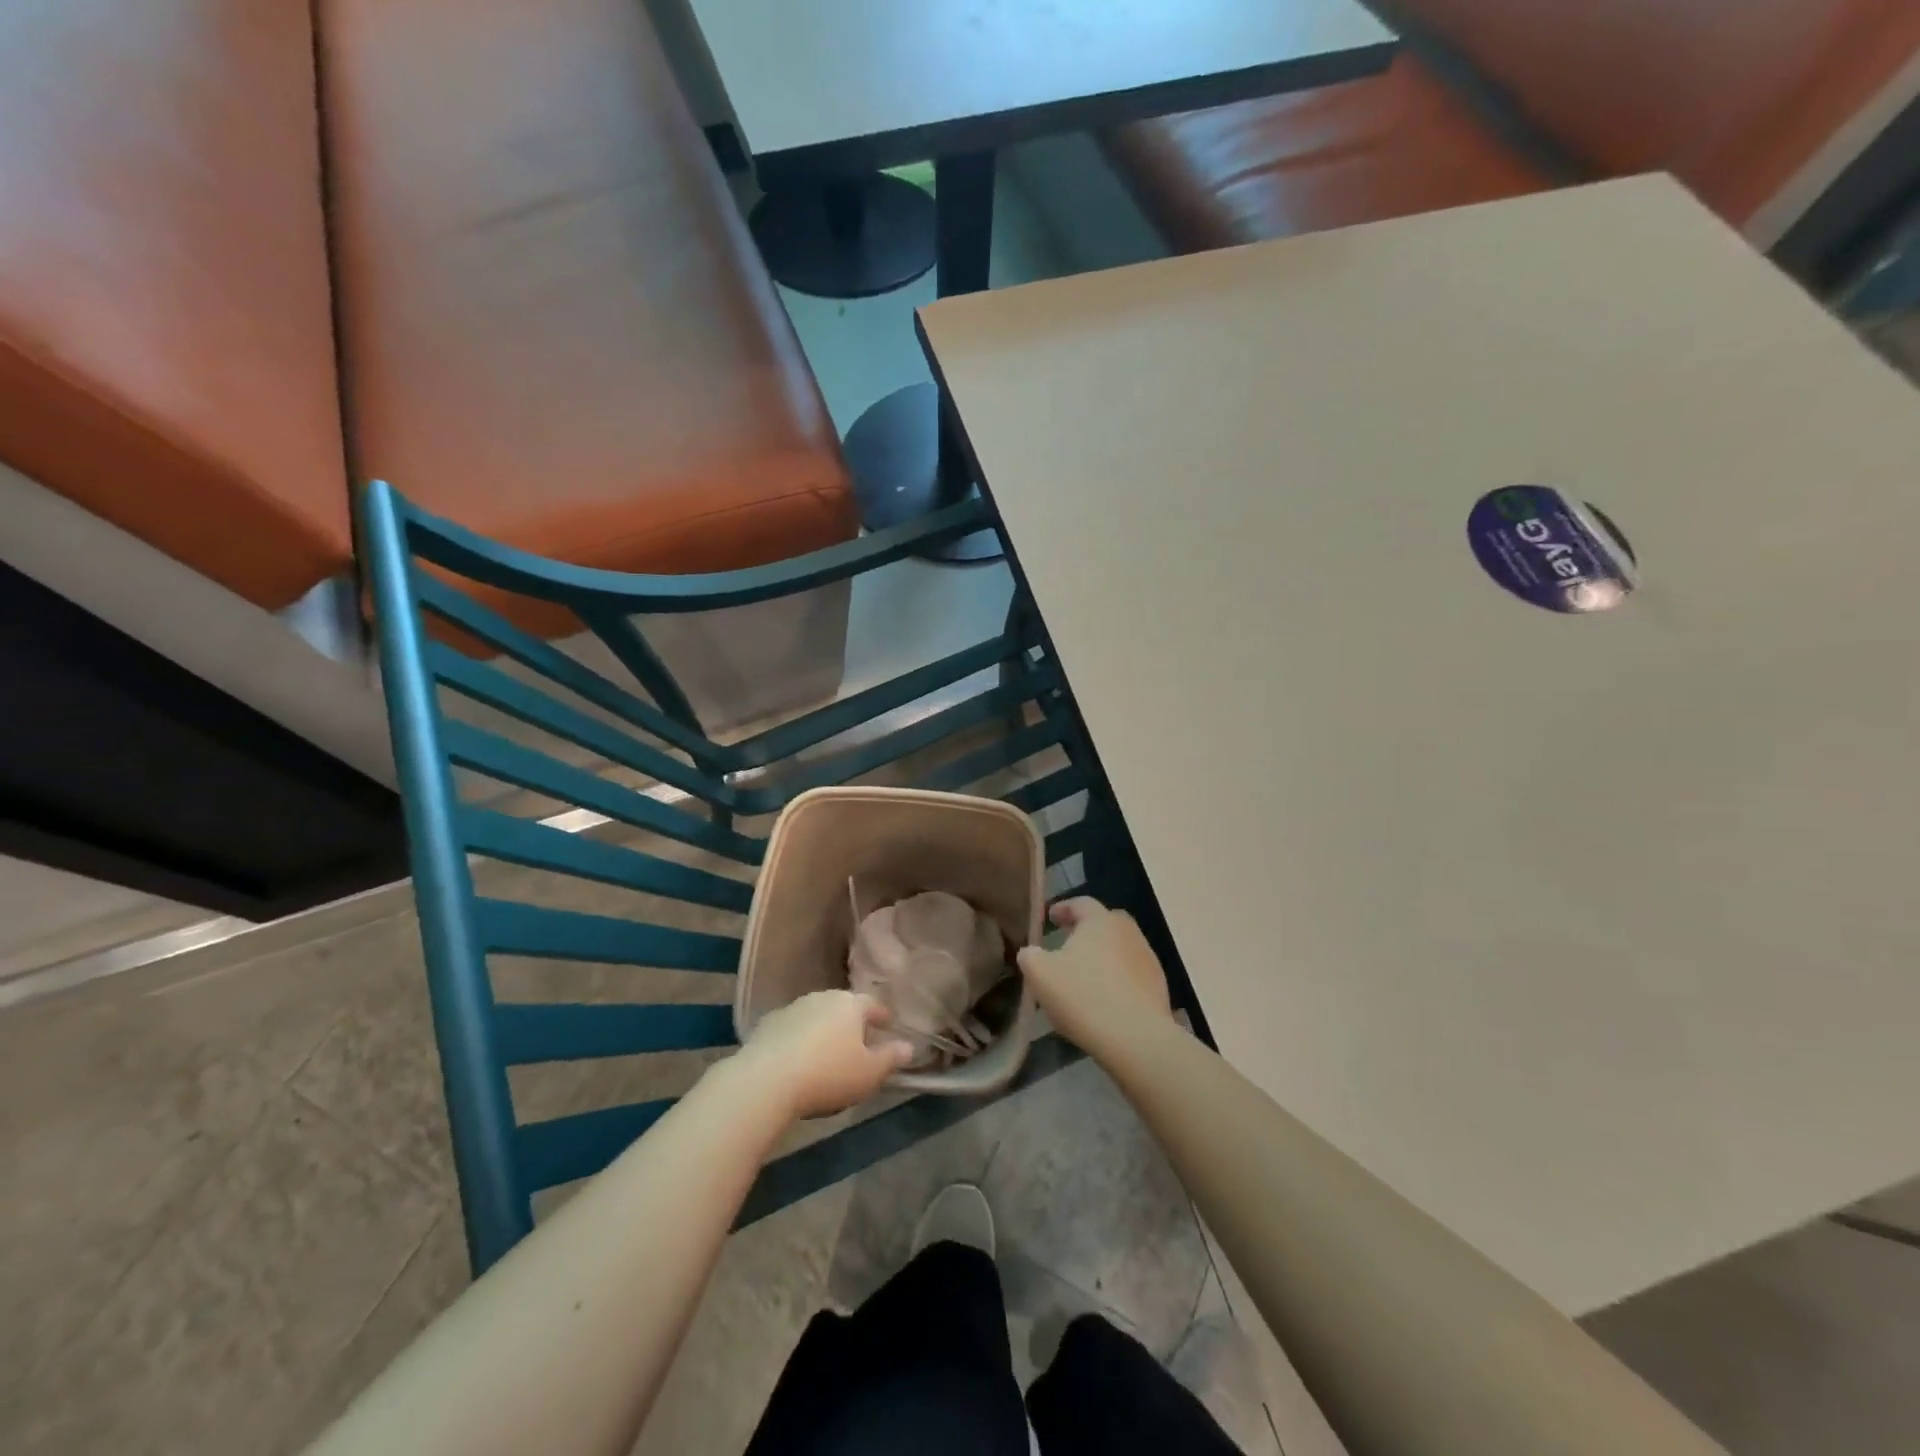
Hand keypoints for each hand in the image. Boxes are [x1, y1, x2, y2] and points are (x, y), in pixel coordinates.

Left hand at [736, 991, 914, 1119]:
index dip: (882, 1016)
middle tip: (858, 1042)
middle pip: (843, 1007)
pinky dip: (799, 1040)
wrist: (766, 1080)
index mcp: (850, 1004)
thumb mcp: (869, 1073)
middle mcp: (822, 998)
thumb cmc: (828, 1074)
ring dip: (823, 1030)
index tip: (888, 1025)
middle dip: (852, 1022)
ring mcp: (793, 1008)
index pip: (872, 1004)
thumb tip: (909, 1046)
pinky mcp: (768, 1025)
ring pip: (816, 1016)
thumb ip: (891, 1058)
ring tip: (826, 1053)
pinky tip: (798, 1060)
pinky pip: (792, 1030)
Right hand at [1016, 898, 1172, 1051]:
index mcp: (1100, 921)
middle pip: (1106, 922)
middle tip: (1069, 942)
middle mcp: (1128, 932)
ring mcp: (1147, 959)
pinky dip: (1117, 978)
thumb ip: (1030, 956)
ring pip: (1121, 948)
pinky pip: (1132, 973)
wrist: (1136, 1038)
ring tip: (1086, 974)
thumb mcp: (1040, 974)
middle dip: (1087, 929)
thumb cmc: (1083, 996)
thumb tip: (1030, 953)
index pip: (1081, 903)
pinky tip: (1105, 998)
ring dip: (1104, 955)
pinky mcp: (1158, 986)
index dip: (1064, 908)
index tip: (1051, 918)